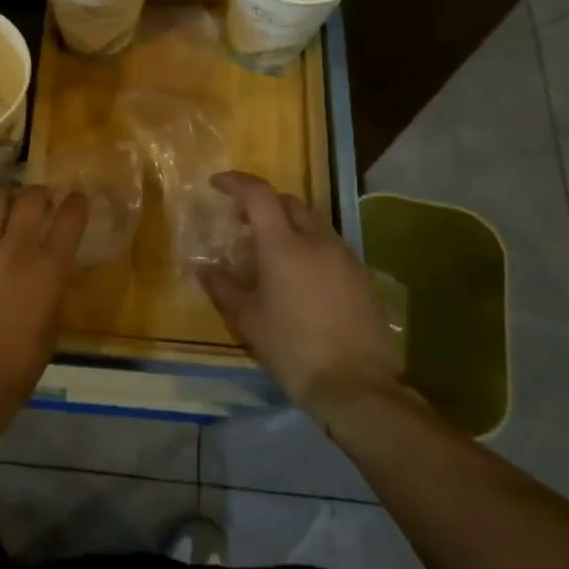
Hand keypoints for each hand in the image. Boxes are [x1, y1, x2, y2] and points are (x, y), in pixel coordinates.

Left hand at [0, 185, 88, 423]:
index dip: (75, 202)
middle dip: (38, 194)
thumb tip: (49, 265)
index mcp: (50, 268)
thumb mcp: (52, 324)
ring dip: (1, 196)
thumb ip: (53, 286)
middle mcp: (17, 249)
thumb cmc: (19, 364)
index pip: (71, 215)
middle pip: (32, 197)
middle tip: (35, 203)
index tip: (73, 202)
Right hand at [198, 171, 403, 424]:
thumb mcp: (248, 320)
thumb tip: (205, 269)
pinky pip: (330, 247)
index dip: (236, 182)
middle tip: (242, 221)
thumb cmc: (292, 348)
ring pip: (312, 224)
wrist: (356, 386)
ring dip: (289, 226)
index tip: (217, 184)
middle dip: (263, 204)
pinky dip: (310, 248)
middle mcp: (316, 239)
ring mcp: (344, 256)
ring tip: (272, 252)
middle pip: (288, 202)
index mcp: (283, 244)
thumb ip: (223, 288)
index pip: (258, 194)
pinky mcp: (362, 277)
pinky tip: (302, 278)